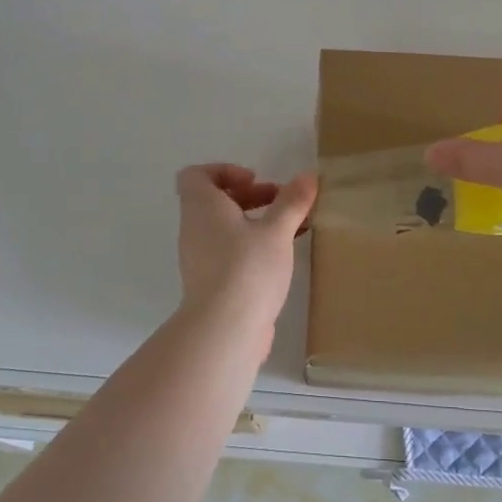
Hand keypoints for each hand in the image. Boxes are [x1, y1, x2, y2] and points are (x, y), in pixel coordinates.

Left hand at [174, 164, 316, 349]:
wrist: (224, 330)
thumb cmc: (247, 268)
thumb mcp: (276, 231)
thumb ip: (292, 202)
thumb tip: (307, 176)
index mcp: (202, 208)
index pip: (196, 176)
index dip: (224, 171)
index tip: (254, 180)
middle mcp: (195, 229)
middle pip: (215, 201)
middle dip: (250, 196)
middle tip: (281, 202)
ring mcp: (200, 259)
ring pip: (225, 229)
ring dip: (255, 222)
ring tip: (290, 229)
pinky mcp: (211, 283)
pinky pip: (230, 252)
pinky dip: (252, 246)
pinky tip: (282, 257)